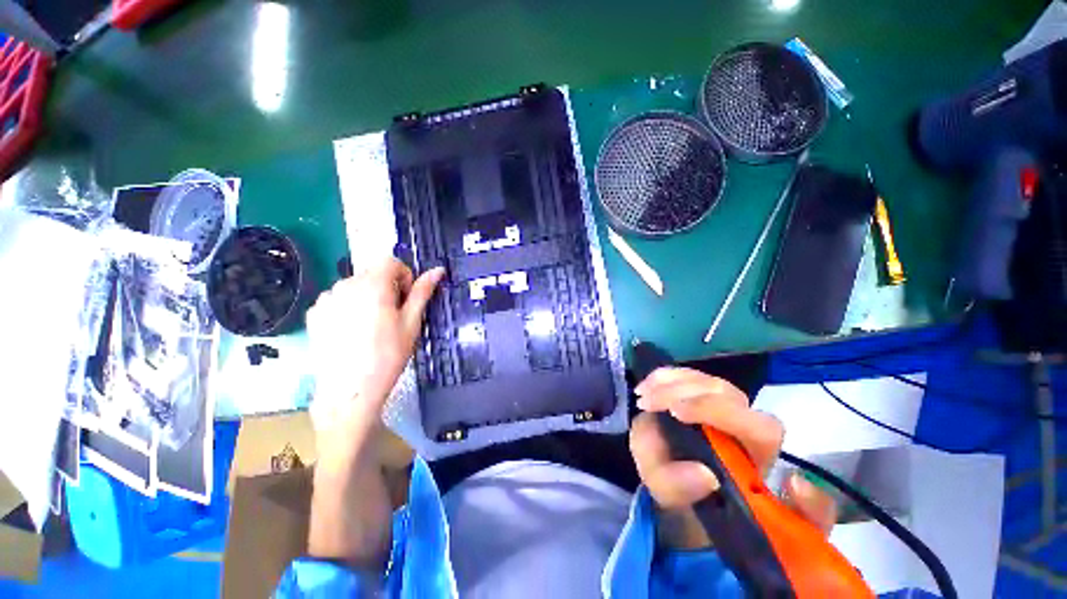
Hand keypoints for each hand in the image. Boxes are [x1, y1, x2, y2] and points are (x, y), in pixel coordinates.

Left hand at [307, 258, 444, 435]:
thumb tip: (438, 269)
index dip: (403, 276)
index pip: (390, 262)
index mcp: (373, 285)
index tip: (406, 300)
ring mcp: (326, 299)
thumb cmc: (389, 355)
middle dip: (386, 288)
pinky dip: (348, 307)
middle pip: (371, 273)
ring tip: (371, 327)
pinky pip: (337, 299)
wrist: (350, 390)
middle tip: (392, 316)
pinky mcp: (314, 314)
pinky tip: (352, 332)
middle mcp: (345, 285)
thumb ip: (423, 292)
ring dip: (367, 296)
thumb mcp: (412, 322)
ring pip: (354, 286)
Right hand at [629, 368, 836, 549]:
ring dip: (670, 382)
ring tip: (643, 395)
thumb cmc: (699, 505)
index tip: (676, 413)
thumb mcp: (683, 507)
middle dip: (683, 391)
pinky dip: (665, 377)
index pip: (758, 425)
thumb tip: (705, 473)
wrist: (692, 496)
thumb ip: (686, 493)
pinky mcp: (702, 397)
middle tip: (647, 401)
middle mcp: (747, 424)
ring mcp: (724, 406)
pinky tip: (647, 385)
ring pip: (705, 380)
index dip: (717, 411)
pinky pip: (687, 377)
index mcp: (760, 456)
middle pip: (725, 392)